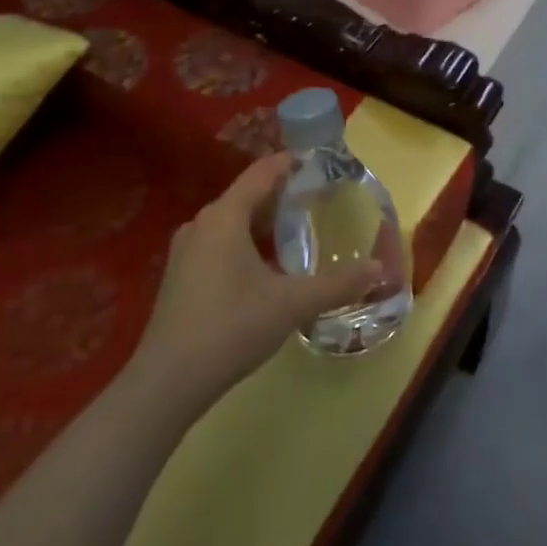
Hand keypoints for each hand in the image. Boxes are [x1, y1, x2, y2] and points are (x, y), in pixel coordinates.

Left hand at [133, 155, 382, 409]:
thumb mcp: (292, 304)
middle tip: (320, 198)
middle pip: (247, 196)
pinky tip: (269, 265)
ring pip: (233, 222)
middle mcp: (202, 225)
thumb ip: (338, 284)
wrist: (167, 384)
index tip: (320, 160)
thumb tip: (379, 269)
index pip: (262, 173)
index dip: (291, 162)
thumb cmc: (231, 328)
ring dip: (265, 222)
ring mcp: (186, 252)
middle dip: (283, 194)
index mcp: (224, 217)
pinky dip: (248, 243)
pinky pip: (221, 243)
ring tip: (300, 228)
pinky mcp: (181, 278)